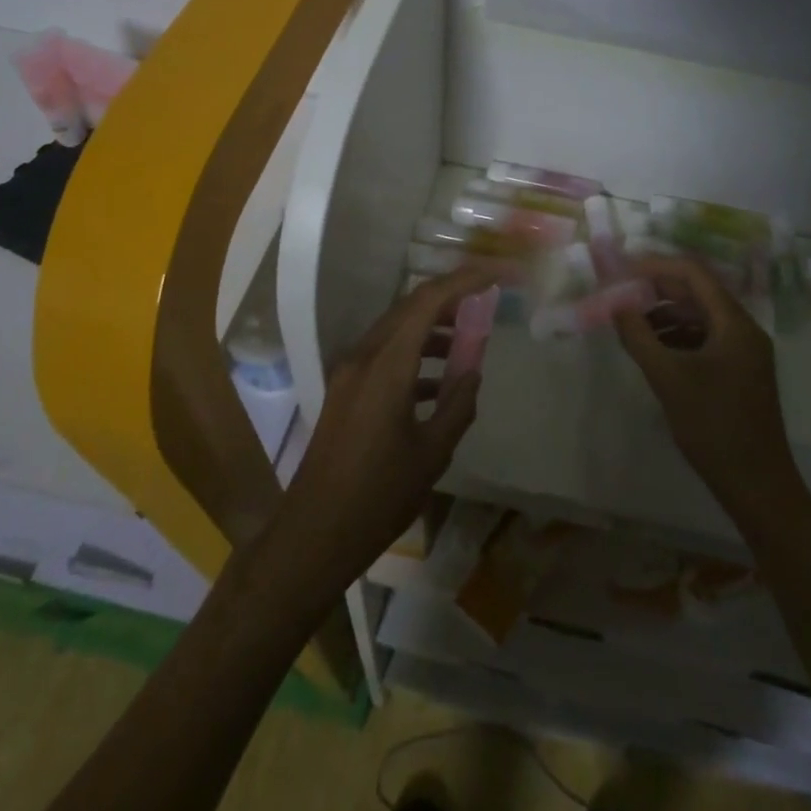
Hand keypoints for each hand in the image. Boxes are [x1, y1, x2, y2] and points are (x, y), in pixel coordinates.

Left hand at [275, 265, 499, 590]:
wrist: (314, 535)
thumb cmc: (378, 496)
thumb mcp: (432, 453)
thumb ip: (458, 405)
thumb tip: (473, 372)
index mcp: (386, 365)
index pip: (428, 301)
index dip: (464, 281)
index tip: (496, 276)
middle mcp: (364, 357)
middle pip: (410, 308)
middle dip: (450, 299)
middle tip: (486, 302)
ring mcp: (349, 373)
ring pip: (397, 330)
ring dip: (432, 328)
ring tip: (469, 342)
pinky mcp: (345, 392)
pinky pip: (385, 355)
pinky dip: (415, 355)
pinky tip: (439, 383)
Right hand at [616, 255, 805, 524]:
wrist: (758, 485)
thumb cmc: (714, 426)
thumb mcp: (669, 378)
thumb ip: (639, 337)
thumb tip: (616, 305)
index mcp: (734, 323)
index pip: (693, 274)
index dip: (656, 266)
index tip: (623, 271)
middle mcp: (743, 329)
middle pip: (698, 293)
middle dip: (658, 290)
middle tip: (621, 294)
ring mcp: (744, 352)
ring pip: (700, 317)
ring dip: (666, 315)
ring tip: (631, 324)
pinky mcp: (739, 373)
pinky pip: (705, 340)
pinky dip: (678, 337)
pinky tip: (654, 350)